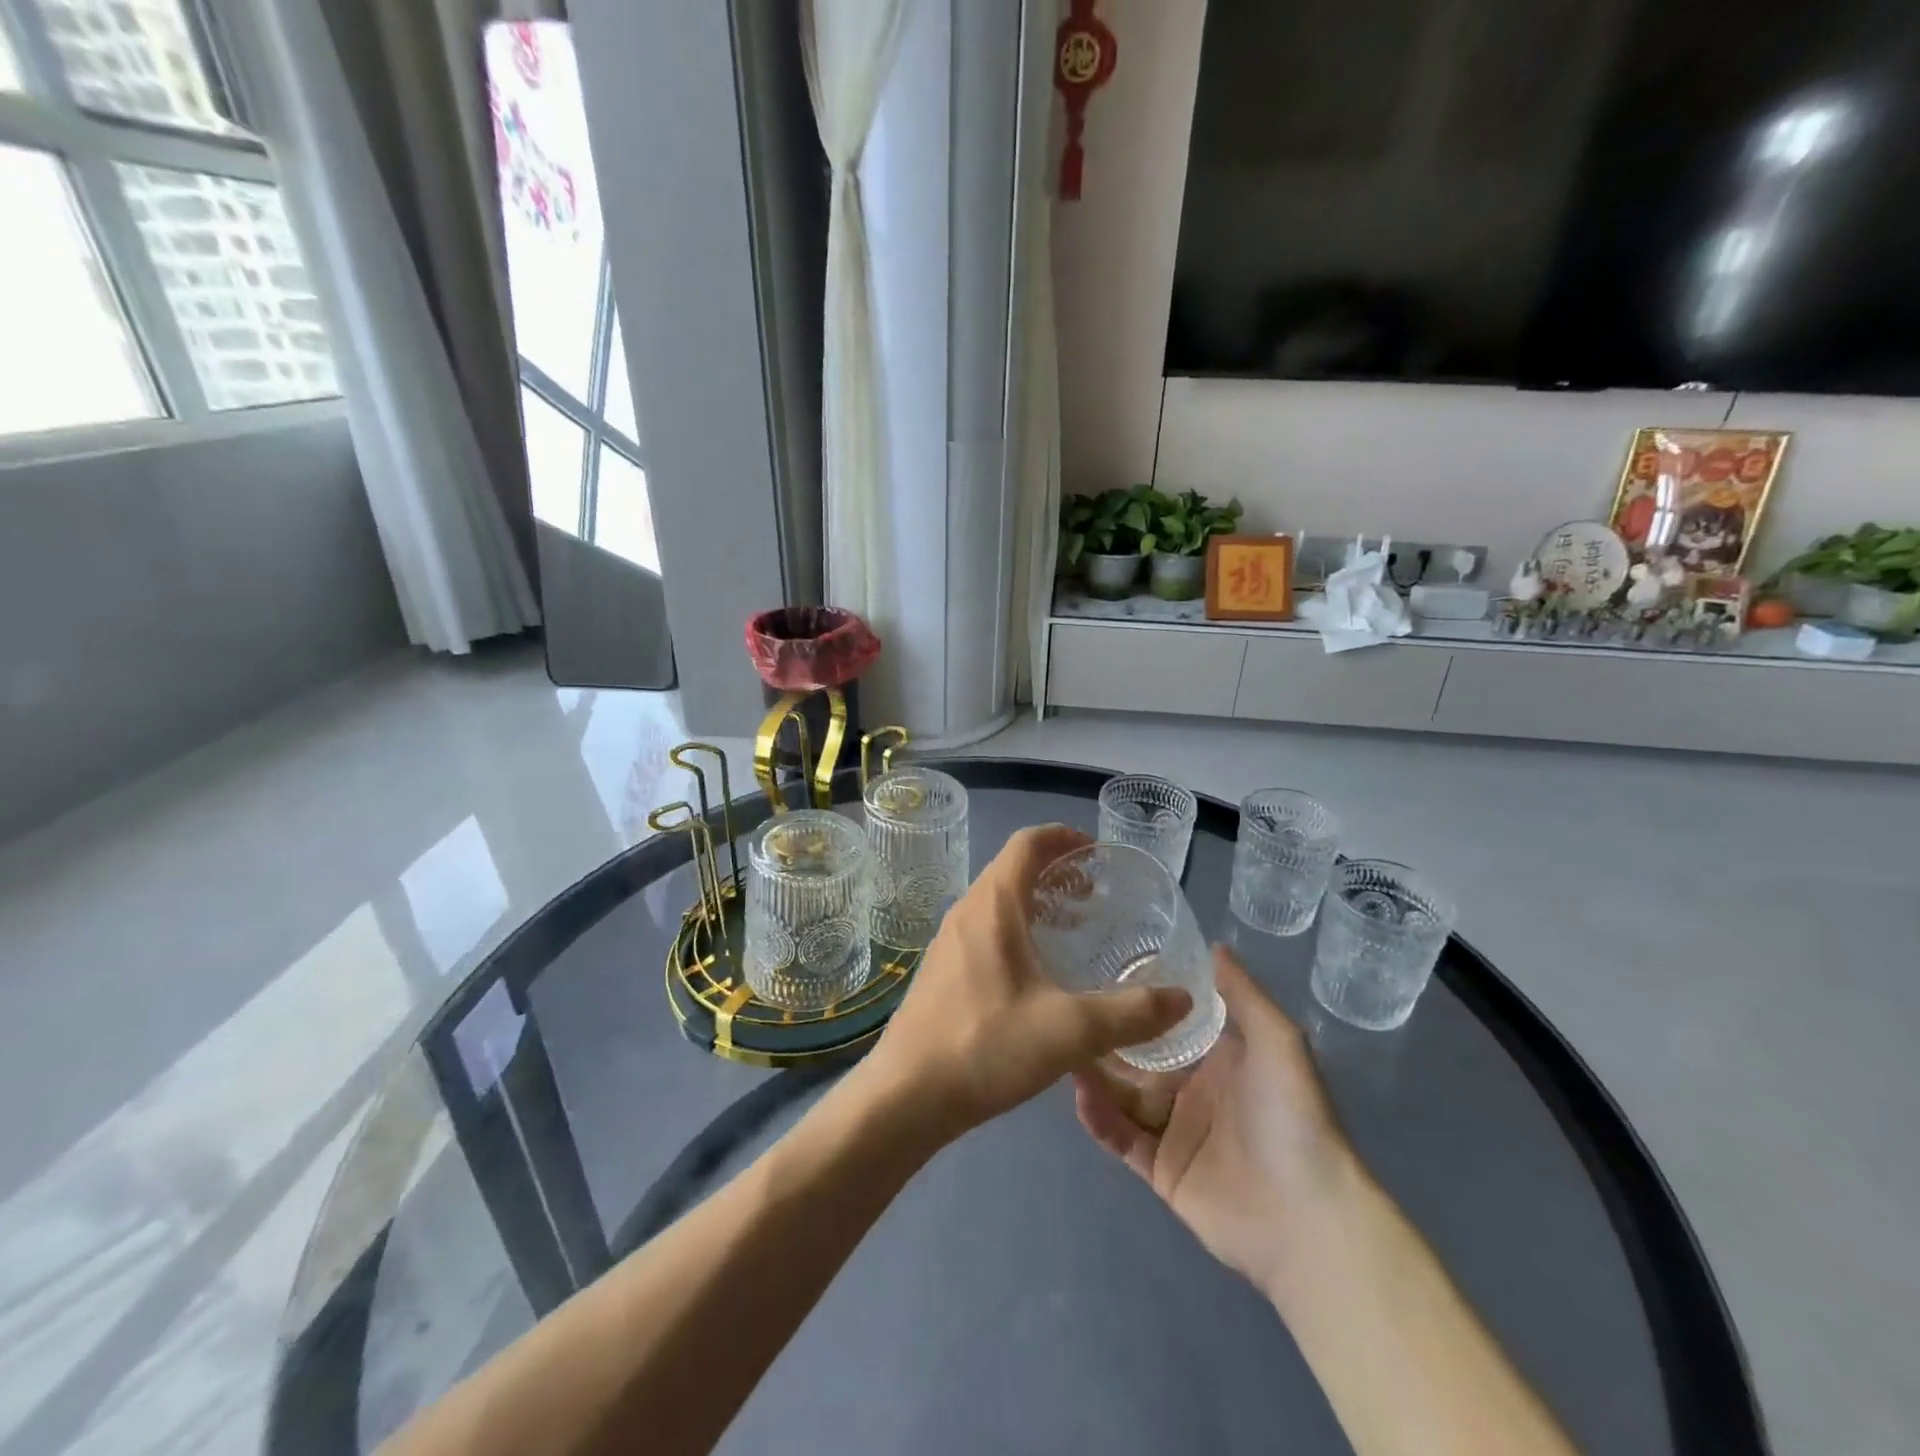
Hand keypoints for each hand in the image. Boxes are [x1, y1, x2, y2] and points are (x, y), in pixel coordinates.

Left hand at [863, 825, 1191, 1148]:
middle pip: (1013, 867)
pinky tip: (1038, 972)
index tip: (1097, 852)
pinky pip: (986, 927)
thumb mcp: (1070, 1031)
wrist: (905, 1095)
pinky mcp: (943, 968)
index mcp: (993, 905)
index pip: (1028, 843)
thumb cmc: (985, 1046)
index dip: (1064, 837)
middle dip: (1056, 870)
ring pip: (998, 899)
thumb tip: (1183, 999)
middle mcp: (967, 910)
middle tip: (1096, 894)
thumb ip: (1131, 1013)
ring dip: (1037, 900)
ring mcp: (949, 940)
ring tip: (1074, 928)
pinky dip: (1018, 927)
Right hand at [1073, 946, 1354, 1297]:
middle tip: (1067, 1012)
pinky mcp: (1161, 1170)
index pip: (1168, 1025)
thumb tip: (1213, 943)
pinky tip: (1079, 1094)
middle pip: (1138, 1060)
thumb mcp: (1278, 1042)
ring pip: (1123, 1097)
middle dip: (1106, 1038)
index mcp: (1218, 1060)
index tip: (1101, 973)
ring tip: (1063, 1049)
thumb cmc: (1292, 1117)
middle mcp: (1193, 1091)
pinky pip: (1122, 1139)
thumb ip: (1242, 994)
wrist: (1308, 1216)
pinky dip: (1100, 1119)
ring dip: (1095, 1076)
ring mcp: (1175, 1132)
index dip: (1138, 1003)